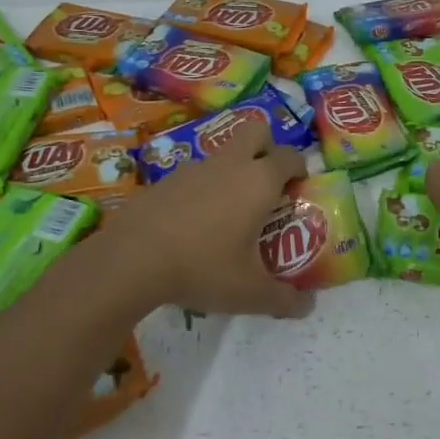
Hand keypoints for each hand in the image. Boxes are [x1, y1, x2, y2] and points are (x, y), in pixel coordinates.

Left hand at [104, 117, 312, 316]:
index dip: (300, 169)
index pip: (290, 156)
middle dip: (268, 148)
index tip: (300, 189)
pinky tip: (193, 223)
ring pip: (223, 153)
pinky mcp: (165, 179)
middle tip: (268, 182)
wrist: (131, 259)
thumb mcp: (250, 293)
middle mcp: (230, 164)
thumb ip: (283, 299)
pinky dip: (202, 188)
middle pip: (257, 131)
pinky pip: (194, 174)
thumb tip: (308, 307)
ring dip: (233, 169)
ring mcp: (194, 167)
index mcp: (258, 181)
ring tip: (229, 210)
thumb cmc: (203, 267)